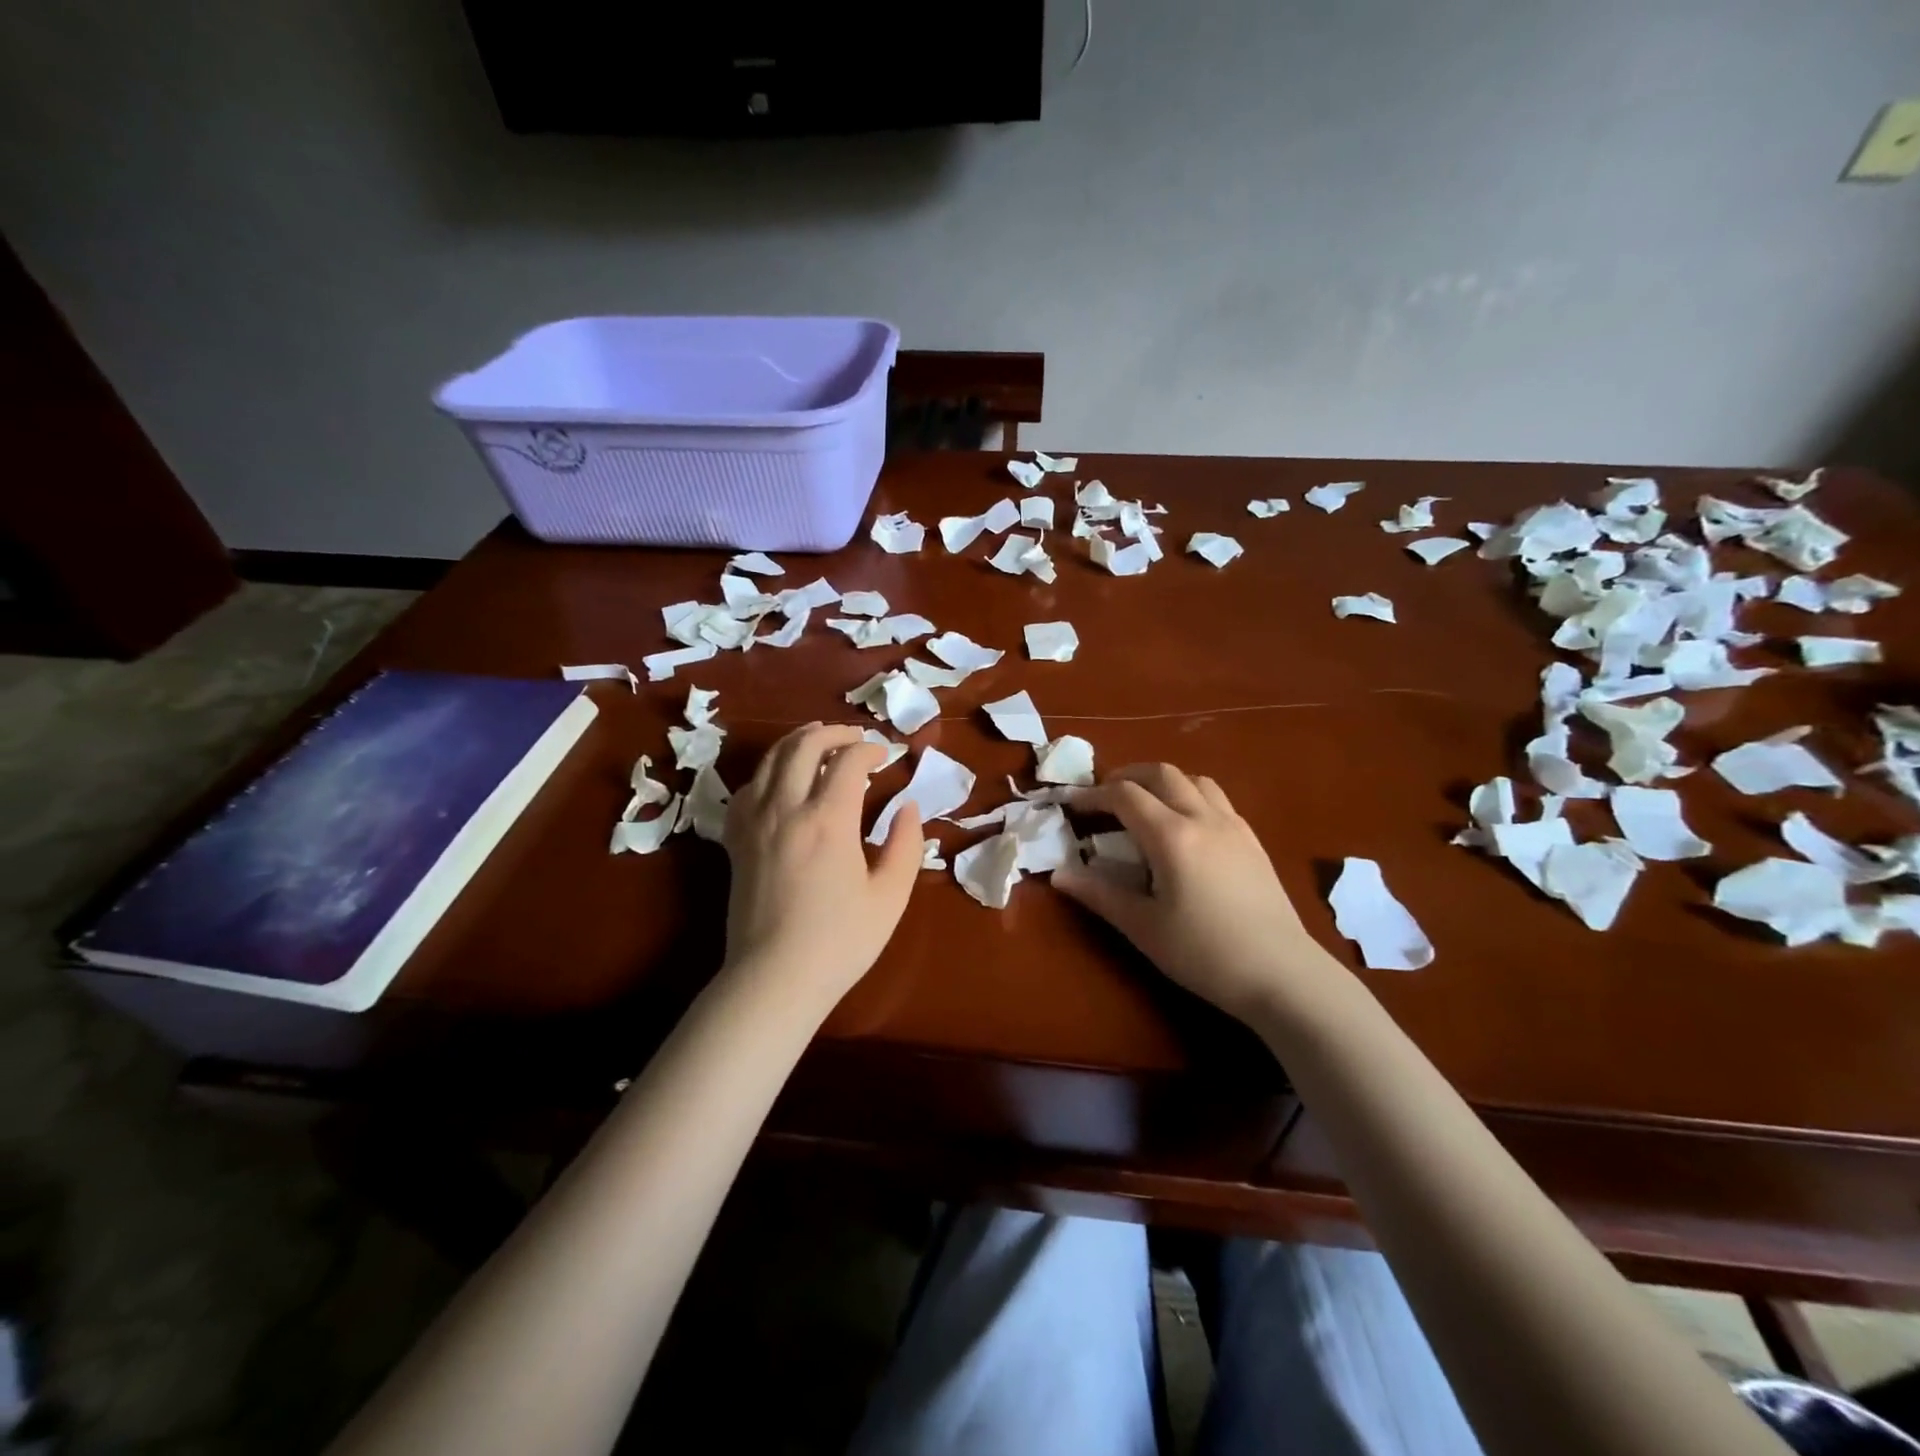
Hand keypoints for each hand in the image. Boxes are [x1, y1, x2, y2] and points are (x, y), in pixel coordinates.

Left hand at [722, 723, 922, 1009]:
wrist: (775, 978)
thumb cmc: (840, 942)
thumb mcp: (890, 897)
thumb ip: (906, 845)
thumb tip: (909, 808)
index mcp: (828, 820)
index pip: (848, 761)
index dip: (870, 749)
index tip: (886, 755)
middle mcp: (786, 809)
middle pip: (803, 746)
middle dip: (832, 733)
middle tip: (854, 738)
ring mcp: (755, 823)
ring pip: (770, 760)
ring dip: (796, 742)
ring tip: (817, 740)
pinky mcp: (737, 841)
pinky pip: (746, 789)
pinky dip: (766, 772)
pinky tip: (778, 780)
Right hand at [1053, 763, 1336, 1025]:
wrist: (1282, 975)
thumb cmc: (1204, 954)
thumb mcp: (1143, 927)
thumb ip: (1099, 894)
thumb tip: (1059, 875)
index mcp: (1172, 836)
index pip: (1125, 795)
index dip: (1094, 795)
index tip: (1073, 806)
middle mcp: (1203, 818)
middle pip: (1161, 773)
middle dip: (1127, 776)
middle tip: (1105, 797)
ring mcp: (1234, 826)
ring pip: (1194, 780)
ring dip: (1163, 781)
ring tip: (1145, 805)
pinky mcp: (1253, 840)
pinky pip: (1216, 799)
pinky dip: (1190, 796)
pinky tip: (1184, 827)